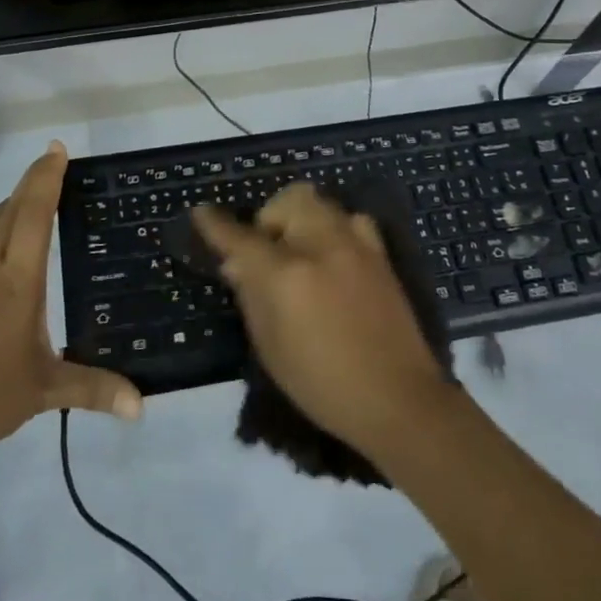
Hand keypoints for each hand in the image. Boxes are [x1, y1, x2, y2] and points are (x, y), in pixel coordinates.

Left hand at [0, 142, 142, 465]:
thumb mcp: (43, 392)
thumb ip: (93, 390)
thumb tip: (141, 407)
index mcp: (17, 283)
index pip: (35, 217)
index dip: (46, 180)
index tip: (56, 151)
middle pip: (10, 213)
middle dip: (31, 184)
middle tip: (49, 163)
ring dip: (2, 207)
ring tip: (20, 193)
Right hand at [194, 184, 451, 459]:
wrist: (399, 399)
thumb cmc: (323, 385)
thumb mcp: (271, 349)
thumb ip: (251, 297)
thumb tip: (237, 264)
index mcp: (287, 275)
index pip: (242, 237)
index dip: (216, 224)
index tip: (201, 212)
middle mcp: (321, 246)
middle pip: (287, 201)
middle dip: (268, 218)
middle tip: (265, 253)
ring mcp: (355, 245)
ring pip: (319, 203)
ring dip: (299, 218)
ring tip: (298, 252)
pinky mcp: (380, 253)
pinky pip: (349, 219)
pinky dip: (332, 227)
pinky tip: (331, 257)